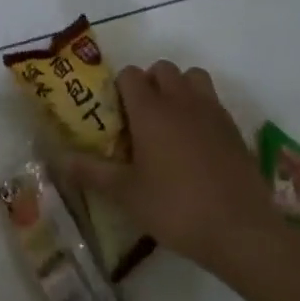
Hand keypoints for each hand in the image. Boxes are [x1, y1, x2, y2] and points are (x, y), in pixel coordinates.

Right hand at [64, 61, 281, 271]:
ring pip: (193, 77)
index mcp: (150, 109)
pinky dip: (202, 109)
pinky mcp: (234, 129)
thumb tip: (57, 159)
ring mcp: (211, 111)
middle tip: (143, 118)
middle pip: (162, 69)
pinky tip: (198, 143)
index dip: (120, 88)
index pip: (130, 74)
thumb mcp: (127, 195)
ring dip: (180, 88)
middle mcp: (180, 100)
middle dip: (150, 83)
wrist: (242, 231)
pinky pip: (213, 101)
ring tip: (173, 121)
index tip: (117, 115)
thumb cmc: (176, 208)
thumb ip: (91, 172)